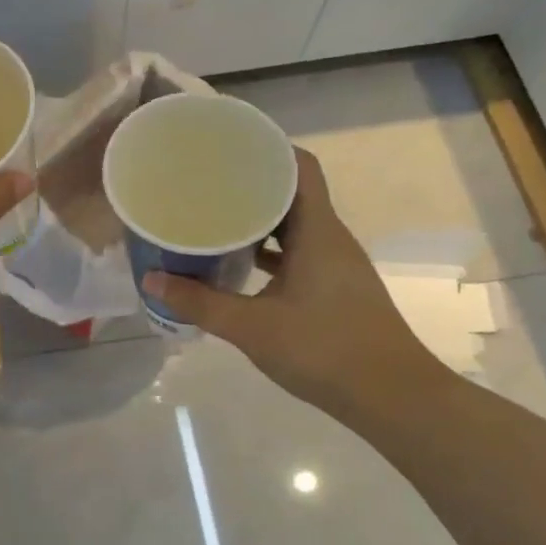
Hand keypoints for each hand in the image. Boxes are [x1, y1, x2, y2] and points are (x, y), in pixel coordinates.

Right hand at [144, 148, 450, 420]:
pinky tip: (239, 265)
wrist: (394, 399)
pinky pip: (299, 254)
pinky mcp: (335, 289)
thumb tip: (151, 281)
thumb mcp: (253, 327)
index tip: (228, 145)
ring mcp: (335, 264)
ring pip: (295, 226)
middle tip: (207, 182)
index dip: (268, 148)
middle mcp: (330, 238)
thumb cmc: (325, 350)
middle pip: (293, 192)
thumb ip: (200, 303)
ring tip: (216, 216)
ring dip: (259, 220)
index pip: (300, 166)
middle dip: (251, 183)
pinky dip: (270, 252)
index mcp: (318, 231)